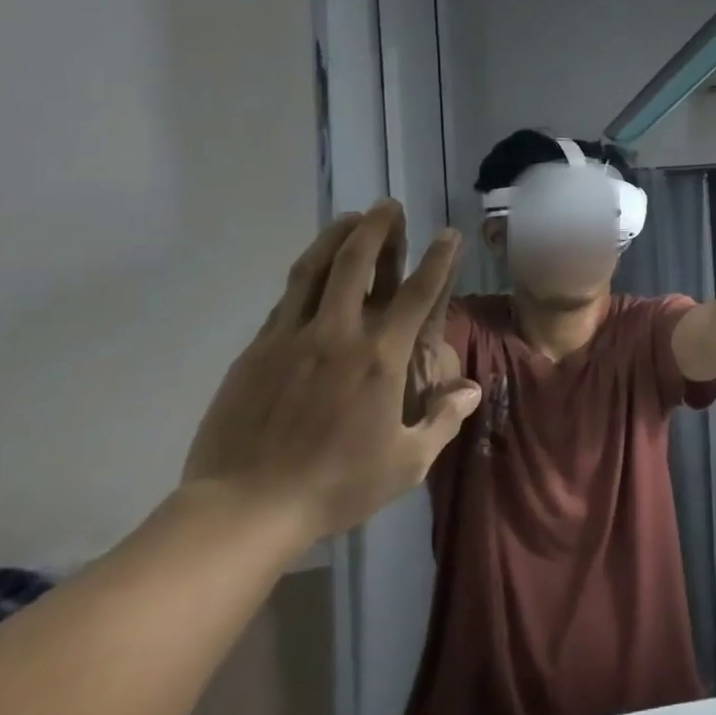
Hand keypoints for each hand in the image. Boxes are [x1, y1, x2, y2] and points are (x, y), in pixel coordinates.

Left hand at [182, 202, 480, 544]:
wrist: (244, 509)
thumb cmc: (336, 486)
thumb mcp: (407, 463)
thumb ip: (444, 420)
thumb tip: (471, 389)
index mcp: (380, 358)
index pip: (416, 295)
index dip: (437, 261)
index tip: (448, 234)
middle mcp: (337, 335)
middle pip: (356, 264)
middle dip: (376, 229)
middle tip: (387, 206)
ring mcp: (290, 339)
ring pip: (313, 271)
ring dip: (335, 238)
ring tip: (349, 217)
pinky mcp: (255, 352)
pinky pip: (285, 301)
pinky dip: (304, 276)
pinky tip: (311, 271)